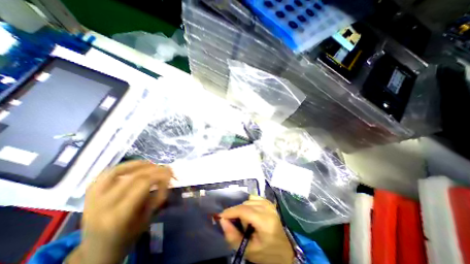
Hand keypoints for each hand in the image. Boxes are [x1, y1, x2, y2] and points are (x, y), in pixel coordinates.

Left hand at [67, 160, 172, 263]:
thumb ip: (158, 196)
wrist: (96, 249)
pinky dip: (125, 165)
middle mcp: (103, 205)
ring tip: (153, 165)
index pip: (143, 184)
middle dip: (155, 169)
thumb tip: (168, 178)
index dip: (160, 176)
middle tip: (167, 169)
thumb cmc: (127, 236)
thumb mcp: (147, 219)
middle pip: (134, 176)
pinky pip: (108, 171)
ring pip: (119, 170)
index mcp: (118, 216)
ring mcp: (92, 197)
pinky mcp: (89, 192)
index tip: (171, 176)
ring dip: (140, 164)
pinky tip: (137, 165)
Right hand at [220, 195, 292, 263]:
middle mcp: (268, 209)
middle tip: (236, 224)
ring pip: (248, 200)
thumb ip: (233, 236)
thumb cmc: (267, 253)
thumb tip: (222, 220)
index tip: (221, 216)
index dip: (231, 211)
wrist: (284, 251)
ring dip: (243, 209)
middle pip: (245, 204)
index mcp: (265, 221)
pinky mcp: (269, 202)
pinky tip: (250, 213)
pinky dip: (248, 204)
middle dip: (237, 212)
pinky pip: (253, 198)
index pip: (244, 210)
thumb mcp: (248, 250)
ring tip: (246, 221)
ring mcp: (269, 204)